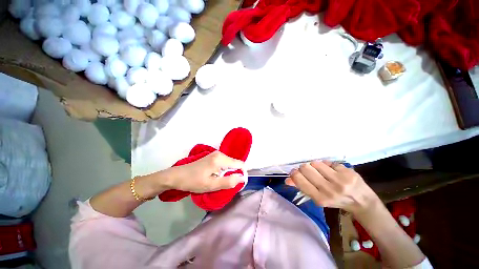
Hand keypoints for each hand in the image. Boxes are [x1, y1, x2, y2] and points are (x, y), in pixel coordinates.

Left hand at [159, 151, 246, 193]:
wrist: (177, 176)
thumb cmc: (193, 181)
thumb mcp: (211, 185)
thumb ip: (228, 182)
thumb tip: (242, 178)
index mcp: (220, 159)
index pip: (240, 164)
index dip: (242, 174)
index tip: (237, 184)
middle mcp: (220, 154)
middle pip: (235, 163)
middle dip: (234, 174)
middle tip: (225, 185)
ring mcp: (216, 154)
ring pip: (230, 164)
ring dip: (228, 173)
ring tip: (219, 181)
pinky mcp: (213, 157)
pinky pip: (224, 163)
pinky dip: (224, 171)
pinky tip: (216, 177)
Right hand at [285, 160, 378, 213]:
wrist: (362, 202)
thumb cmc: (336, 201)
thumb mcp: (318, 198)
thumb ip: (302, 187)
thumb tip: (287, 180)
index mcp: (320, 198)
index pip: (299, 180)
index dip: (295, 173)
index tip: (295, 172)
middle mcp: (329, 190)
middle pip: (306, 168)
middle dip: (305, 168)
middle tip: (310, 171)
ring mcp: (339, 180)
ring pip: (316, 163)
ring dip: (316, 165)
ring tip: (322, 171)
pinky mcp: (348, 172)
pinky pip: (328, 162)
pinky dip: (328, 165)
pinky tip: (333, 171)